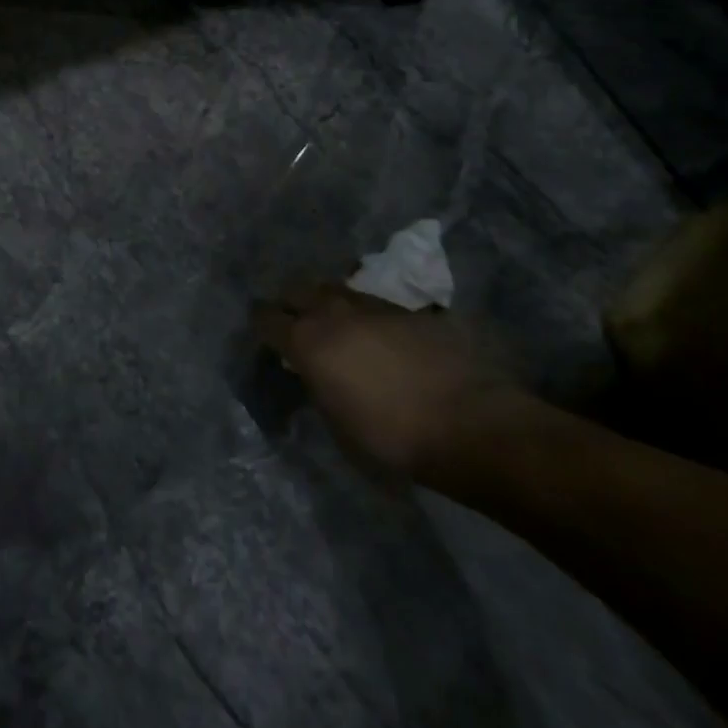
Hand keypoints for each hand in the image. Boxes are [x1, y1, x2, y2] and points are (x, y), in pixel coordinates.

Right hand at [252, 284, 530, 483]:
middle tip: (293, 320)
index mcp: (307, 342)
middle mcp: (334, 313)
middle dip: (290, 303)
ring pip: (336, 290)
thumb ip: (317, 387)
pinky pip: (373, 304)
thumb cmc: (391, 437)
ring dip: (327, 302)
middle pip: (298, 290)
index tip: (262, 333)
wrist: (466, 421)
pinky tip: (376, 335)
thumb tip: (313, 373)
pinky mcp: (408, 310)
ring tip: (333, 323)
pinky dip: (365, 315)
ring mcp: (373, 306)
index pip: (267, 318)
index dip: (261, 325)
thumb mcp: (337, 422)